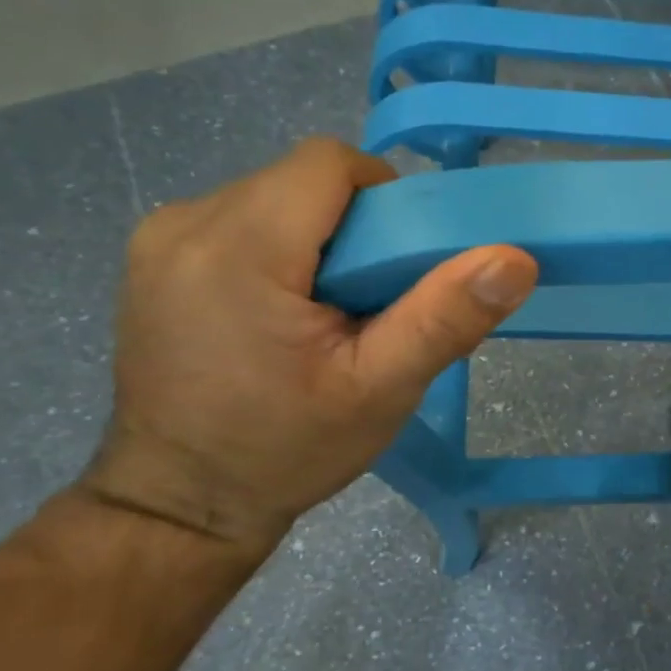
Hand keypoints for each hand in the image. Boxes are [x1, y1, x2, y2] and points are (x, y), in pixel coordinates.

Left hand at [80, 138, 537, 565]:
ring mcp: (160, 238)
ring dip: (320, 239)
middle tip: (376, 302)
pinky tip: (285, 313)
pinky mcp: (154, 259)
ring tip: (331, 313)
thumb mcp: (381, 390)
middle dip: (356, 227)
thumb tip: (515, 259)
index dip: (385, 197)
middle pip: (304, 180)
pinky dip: (282, 251)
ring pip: (276, 197)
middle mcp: (188, 222)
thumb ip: (446, 318)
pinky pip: (242, 221)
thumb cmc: (284, 450)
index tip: (402, 263)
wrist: (178, 506)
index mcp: (240, 247)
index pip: (330, 163)